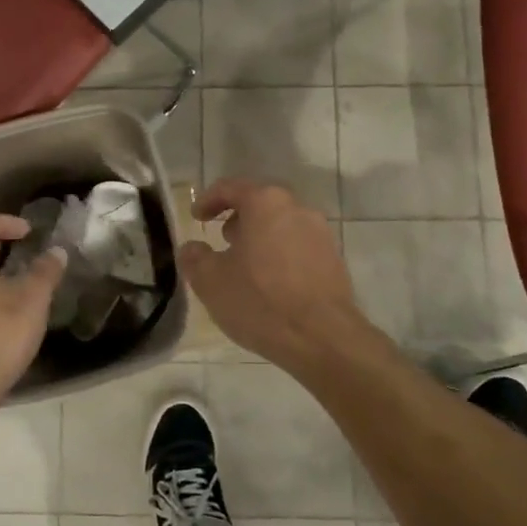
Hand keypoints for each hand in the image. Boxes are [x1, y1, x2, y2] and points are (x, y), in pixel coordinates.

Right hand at [179, 178, 371, 371]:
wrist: (323, 338)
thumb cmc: (261, 301)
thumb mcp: (211, 281)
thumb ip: (195, 258)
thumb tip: (192, 249)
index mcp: (265, 202)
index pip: (231, 188)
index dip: (208, 200)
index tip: (197, 218)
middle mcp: (297, 208)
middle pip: (260, 204)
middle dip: (238, 219)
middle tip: (222, 241)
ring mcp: (321, 233)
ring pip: (282, 225)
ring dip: (261, 238)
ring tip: (245, 266)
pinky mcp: (334, 259)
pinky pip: (299, 247)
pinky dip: (280, 255)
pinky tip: (271, 284)